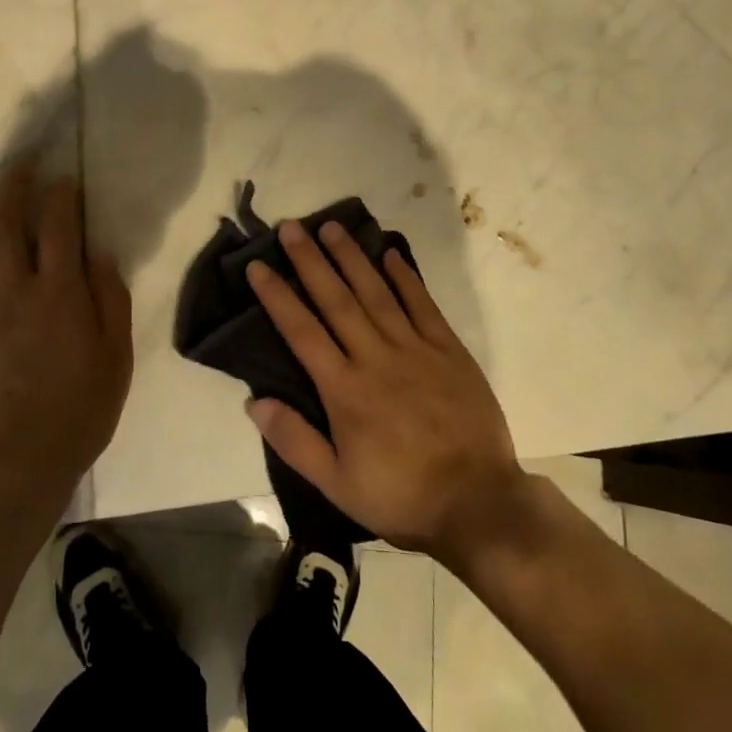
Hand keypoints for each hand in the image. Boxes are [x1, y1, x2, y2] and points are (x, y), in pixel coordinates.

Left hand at [0, 164, 132, 499]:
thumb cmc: (79, 411)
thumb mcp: (116, 357)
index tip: (62, 180)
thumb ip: (110, 300)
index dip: (61, 198)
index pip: (59, 228)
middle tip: (19, 165)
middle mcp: (16, 291)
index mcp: (60, 294)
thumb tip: (99, 253)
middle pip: (9, 227)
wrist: (17, 465)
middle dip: (14, 189)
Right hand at [245, 220, 522, 560]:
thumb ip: (295, 440)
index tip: (259, 265)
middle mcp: (375, 357)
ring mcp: (415, 349)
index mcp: (345, 389)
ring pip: (376, 292)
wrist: (477, 503)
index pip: (302, 331)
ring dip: (352, 258)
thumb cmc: (400, 495)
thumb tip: (254, 401)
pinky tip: (390, 253)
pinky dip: (405, 277)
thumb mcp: (337, 484)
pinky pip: (423, 305)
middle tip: (291, 227)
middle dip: (310, 261)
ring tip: (331, 227)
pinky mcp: (449, 350)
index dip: (278, 296)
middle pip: (336, 300)